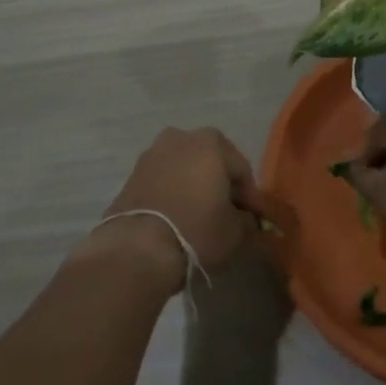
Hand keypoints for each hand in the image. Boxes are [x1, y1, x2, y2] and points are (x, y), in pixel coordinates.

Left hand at [82, 127, 269, 289]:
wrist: (137, 247)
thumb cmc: (196, 231)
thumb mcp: (236, 232)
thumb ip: (248, 220)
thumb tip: (248, 219)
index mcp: (211, 143)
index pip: (241, 168)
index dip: (249, 196)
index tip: (252, 219)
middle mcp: (181, 137)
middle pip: (211, 160)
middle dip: (221, 183)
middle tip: (227, 213)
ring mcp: (153, 152)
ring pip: (185, 166)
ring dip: (194, 184)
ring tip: (199, 215)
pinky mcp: (133, 172)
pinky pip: (163, 178)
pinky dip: (173, 191)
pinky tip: (176, 216)